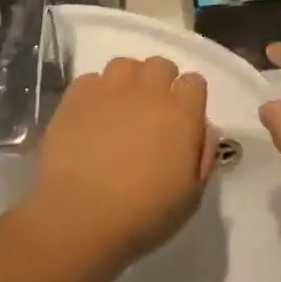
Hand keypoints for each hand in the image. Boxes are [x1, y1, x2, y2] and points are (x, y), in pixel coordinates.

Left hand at [24, 56, 217, 267]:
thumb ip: (203, 156)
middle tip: (152, 112)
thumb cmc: (143, 214)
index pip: (194, 82)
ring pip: (125, 65)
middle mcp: (148, 92)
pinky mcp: (76, 97)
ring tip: (121, 108)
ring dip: (128, 81)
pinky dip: (96, 92)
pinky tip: (92, 117)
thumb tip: (204, 128)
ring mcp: (109, 90)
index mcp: (181, 113)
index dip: (190, 98)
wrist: (80, 216)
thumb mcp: (191, 197)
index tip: (183, 119)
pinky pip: (91, 79)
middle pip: (160, 65)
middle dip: (161, 82)